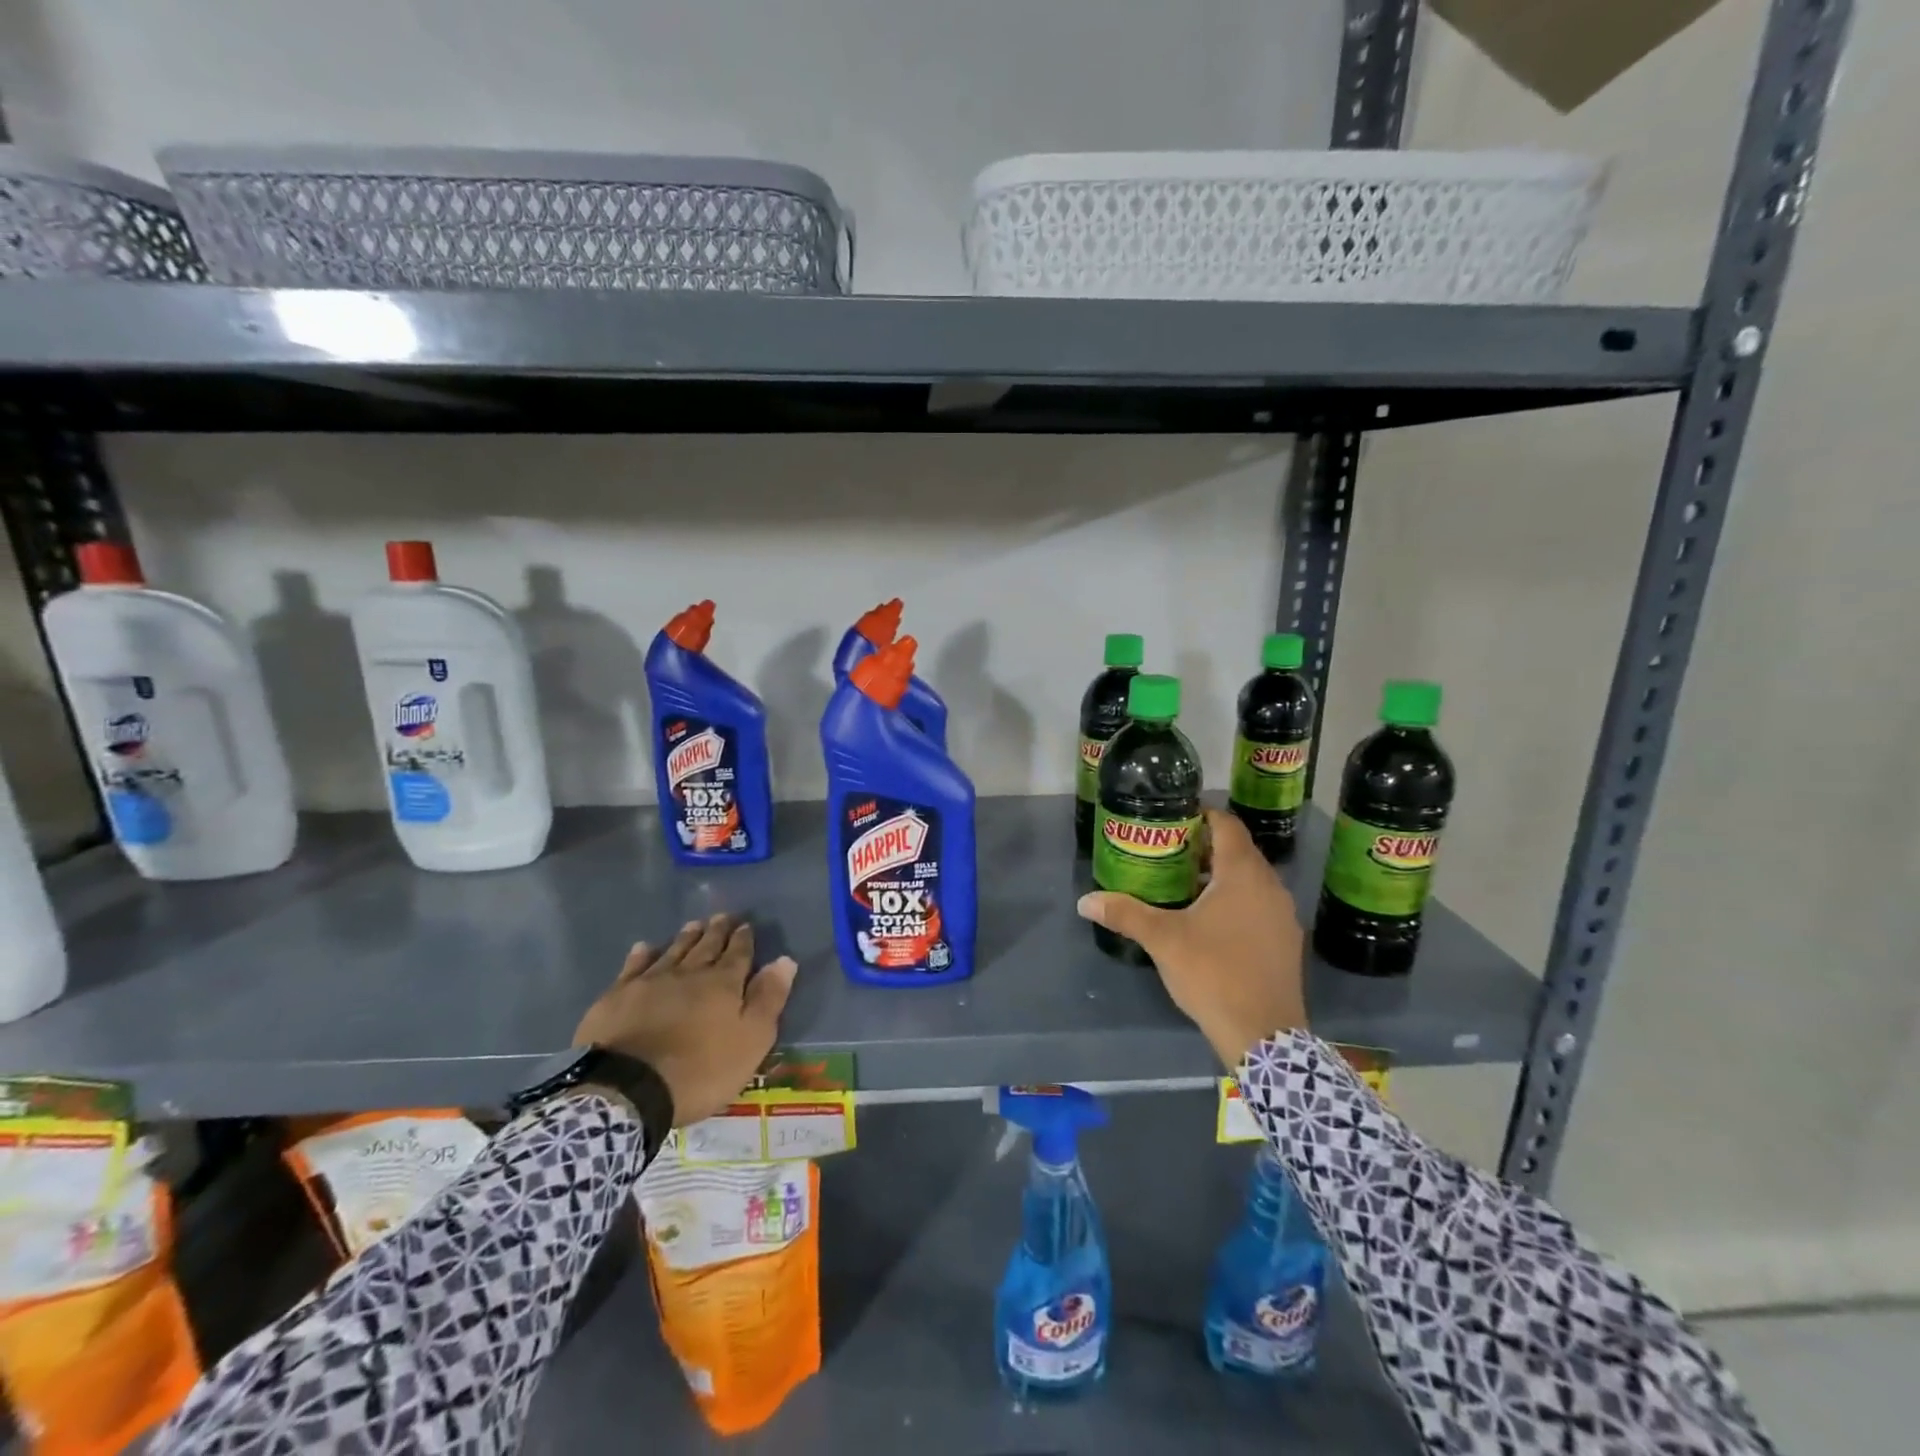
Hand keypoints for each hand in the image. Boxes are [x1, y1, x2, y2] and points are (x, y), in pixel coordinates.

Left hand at [573, 914, 797, 1125]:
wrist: (628, 1089)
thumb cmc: (700, 1071)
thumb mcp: (750, 1041)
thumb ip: (768, 999)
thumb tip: (785, 960)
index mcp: (723, 984)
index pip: (739, 954)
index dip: (743, 939)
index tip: (746, 925)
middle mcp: (689, 973)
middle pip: (706, 947)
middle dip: (717, 931)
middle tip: (722, 916)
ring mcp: (650, 982)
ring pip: (673, 951)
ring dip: (686, 938)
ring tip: (694, 925)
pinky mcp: (617, 996)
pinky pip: (633, 967)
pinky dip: (642, 955)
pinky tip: (645, 947)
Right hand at [1077, 808, 1307, 1067]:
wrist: (1263, 1035)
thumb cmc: (1213, 973)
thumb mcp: (1163, 940)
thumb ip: (1125, 914)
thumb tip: (1085, 901)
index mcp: (1243, 874)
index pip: (1227, 825)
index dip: (1202, 816)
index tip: (1173, 820)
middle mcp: (1270, 886)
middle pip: (1239, 851)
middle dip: (1205, 848)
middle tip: (1169, 853)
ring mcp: (1284, 915)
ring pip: (1251, 880)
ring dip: (1221, 876)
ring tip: (1185, 886)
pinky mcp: (1287, 941)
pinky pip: (1260, 905)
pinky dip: (1237, 901)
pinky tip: (1211, 922)